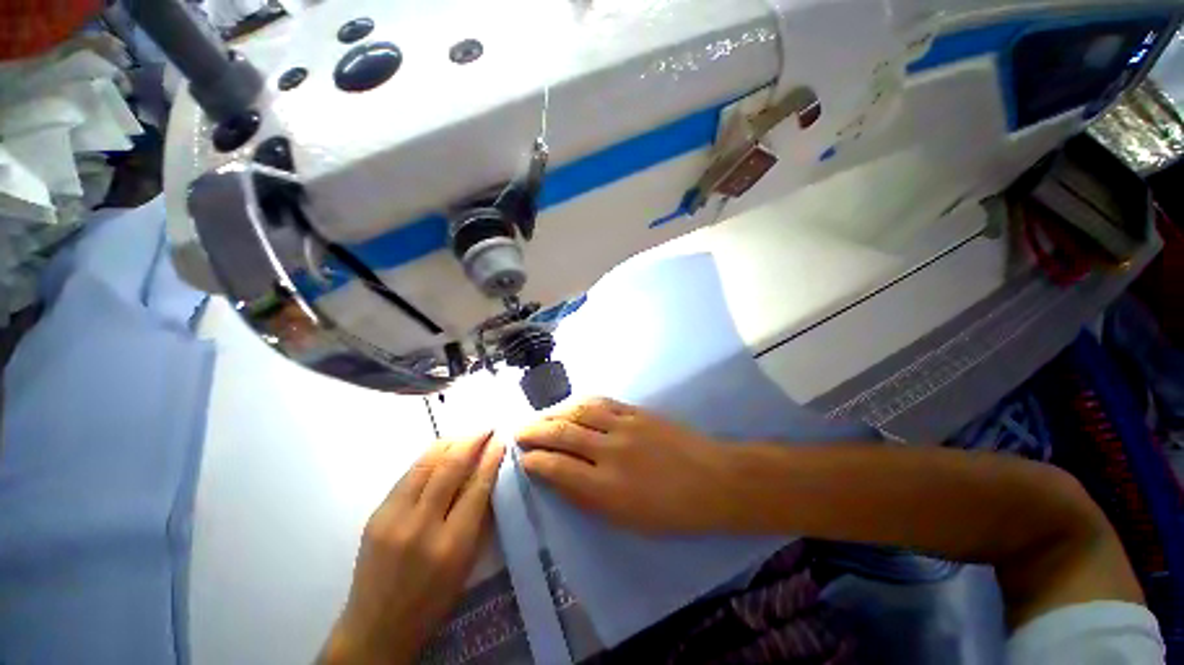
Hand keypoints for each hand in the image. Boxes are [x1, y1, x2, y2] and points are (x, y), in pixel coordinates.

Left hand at [323, 433, 504, 664]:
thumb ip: (478, 516)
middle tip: (486, 429)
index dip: (490, 458)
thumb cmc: (433, 600)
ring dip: (450, 443)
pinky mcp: (376, 513)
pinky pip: (408, 474)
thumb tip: (487, 475)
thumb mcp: (467, 562)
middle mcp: (422, 525)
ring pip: (426, 463)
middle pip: (451, 467)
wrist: (376, 626)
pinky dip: (429, 457)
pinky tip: (441, 451)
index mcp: (452, 544)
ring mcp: (394, 517)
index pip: (477, 486)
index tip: (500, 440)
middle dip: (472, 441)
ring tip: (466, 436)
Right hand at [515, 397, 730, 532]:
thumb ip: (588, 498)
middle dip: (535, 431)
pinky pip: (601, 402)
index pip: (557, 467)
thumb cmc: (671, 511)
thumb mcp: (626, 520)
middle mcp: (609, 451)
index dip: (535, 461)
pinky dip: (580, 402)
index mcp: (605, 487)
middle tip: (519, 431)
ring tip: (541, 416)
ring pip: (578, 411)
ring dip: (554, 412)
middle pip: (562, 434)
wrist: (713, 480)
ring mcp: (624, 425)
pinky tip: (571, 405)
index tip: (522, 459)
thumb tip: (558, 478)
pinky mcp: (636, 411)